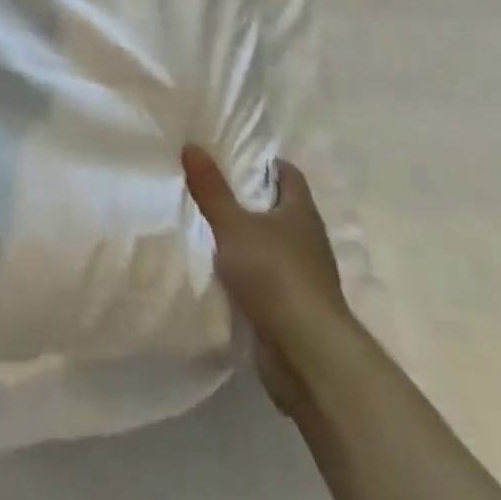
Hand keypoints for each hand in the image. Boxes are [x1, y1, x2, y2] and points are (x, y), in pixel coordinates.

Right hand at [183, 143, 350, 417]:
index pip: (288, 174)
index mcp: (301, 212)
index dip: (264, 163)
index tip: (234, 157)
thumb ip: (211, 188)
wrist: (307, 354)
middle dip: (250, 200)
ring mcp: (304, 276)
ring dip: (248, 240)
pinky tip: (222, 272)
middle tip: (212, 188)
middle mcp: (308, 240)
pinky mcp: (294, 308)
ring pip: (272, 246)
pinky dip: (248, 274)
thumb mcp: (234, 225)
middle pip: (280, 209)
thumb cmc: (275, 275)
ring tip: (210, 228)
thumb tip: (192, 145)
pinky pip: (267, 279)